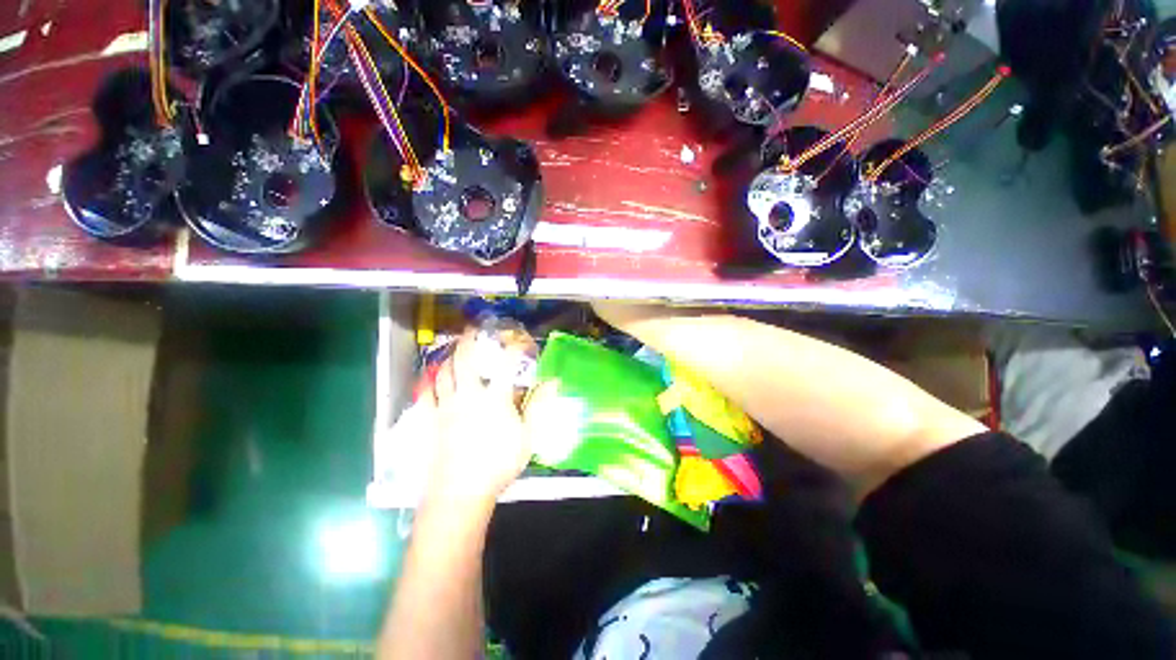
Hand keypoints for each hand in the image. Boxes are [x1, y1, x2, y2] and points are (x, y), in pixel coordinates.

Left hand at [417, 331, 537, 505]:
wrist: (461, 492)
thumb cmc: (498, 464)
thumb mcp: (528, 437)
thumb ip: (539, 406)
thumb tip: (553, 382)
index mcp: (494, 399)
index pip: (505, 365)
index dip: (513, 349)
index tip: (520, 341)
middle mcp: (469, 396)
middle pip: (466, 361)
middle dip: (469, 341)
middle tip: (472, 329)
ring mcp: (448, 407)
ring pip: (444, 373)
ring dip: (449, 357)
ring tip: (454, 349)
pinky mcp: (434, 420)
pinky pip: (428, 395)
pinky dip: (430, 382)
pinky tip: (432, 378)